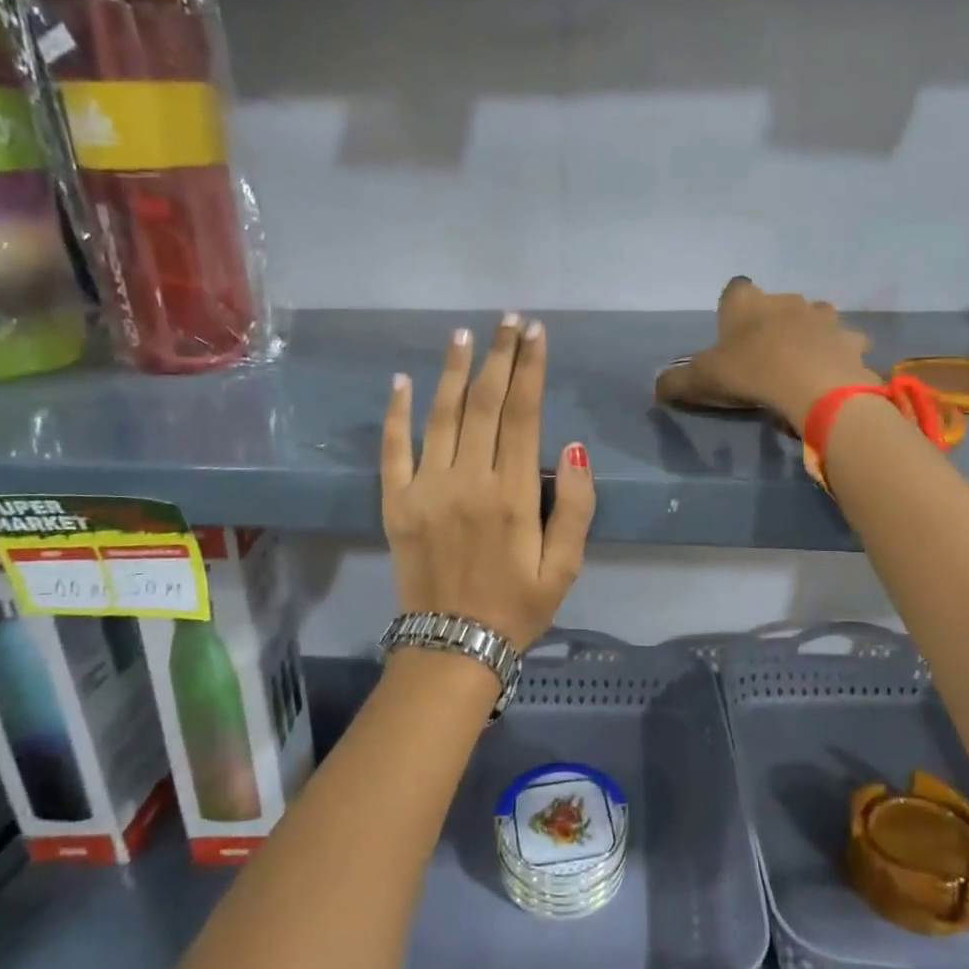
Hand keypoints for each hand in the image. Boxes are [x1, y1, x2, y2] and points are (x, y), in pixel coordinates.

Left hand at [382, 316, 595, 649]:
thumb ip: (575, 506)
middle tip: (508, 321)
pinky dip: (397, 412)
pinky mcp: (396, 502)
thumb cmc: (517, 607)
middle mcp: (468, 480)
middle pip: (484, 403)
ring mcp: (426, 488)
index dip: (531, 369)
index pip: (523, 414)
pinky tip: (403, 380)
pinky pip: (393, 449)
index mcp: (512, 494)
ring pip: (441, 415)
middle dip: (499, 357)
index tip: (536, 334)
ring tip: (464, 335)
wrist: (453, 647)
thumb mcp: (565, 566)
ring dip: (453, 371)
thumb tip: (571, 447)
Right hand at [655, 278, 880, 430]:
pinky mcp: (850, 340)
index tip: (731, 332)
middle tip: (764, 355)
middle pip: (777, 303)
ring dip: (809, 334)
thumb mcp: (702, 380)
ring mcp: (824, 317)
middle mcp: (786, 300)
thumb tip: (656, 385)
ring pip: (815, 318)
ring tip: (801, 363)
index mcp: (747, 302)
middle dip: (773, 322)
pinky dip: (839, 355)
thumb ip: (676, 381)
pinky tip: (832, 374)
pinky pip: (845, 344)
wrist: (812, 386)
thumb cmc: (750, 372)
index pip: (735, 289)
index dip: (733, 308)